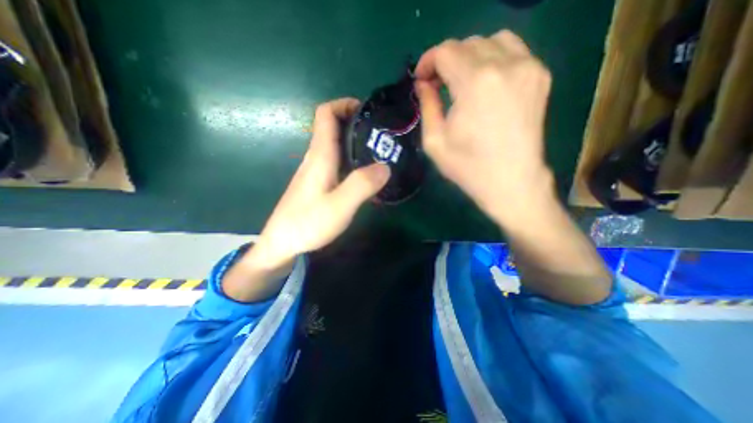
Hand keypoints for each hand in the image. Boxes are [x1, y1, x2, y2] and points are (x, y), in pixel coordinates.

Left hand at [254, 98, 394, 266]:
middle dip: (356, 123)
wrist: (282, 243)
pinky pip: (336, 161)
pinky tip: (365, 174)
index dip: (344, 104)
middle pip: (333, 127)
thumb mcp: (339, 206)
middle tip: (382, 134)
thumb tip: (385, 166)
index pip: (325, 114)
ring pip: (336, 145)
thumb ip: (362, 185)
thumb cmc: (307, 223)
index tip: (368, 112)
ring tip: (379, 151)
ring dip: (356, 142)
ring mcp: (315, 170)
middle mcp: (316, 157)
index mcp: (320, 155)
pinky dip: (352, 159)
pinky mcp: (318, 182)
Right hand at [415, 28, 554, 227]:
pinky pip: (512, 51)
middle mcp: (505, 65)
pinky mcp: (540, 76)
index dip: (428, 62)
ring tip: (460, 82)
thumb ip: (426, 106)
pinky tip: (484, 83)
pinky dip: (493, 59)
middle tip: (437, 84)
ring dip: (469, 57)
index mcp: (475, 83)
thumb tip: (423, 84)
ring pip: (491, 41)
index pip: (445, 51)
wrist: (511, 181)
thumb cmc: (468, 166)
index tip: (422, 80)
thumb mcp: (434, 141)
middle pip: (466, 44)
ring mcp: (528, 67)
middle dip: (446, 61)